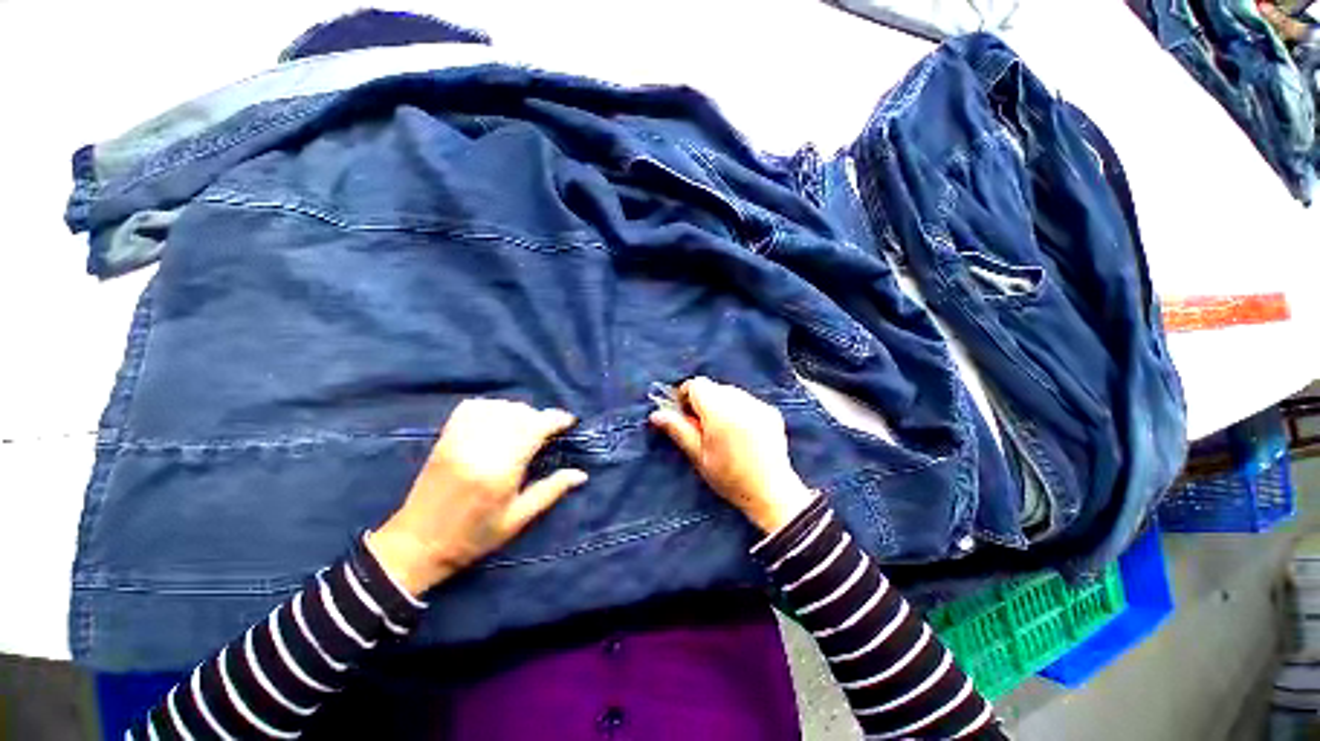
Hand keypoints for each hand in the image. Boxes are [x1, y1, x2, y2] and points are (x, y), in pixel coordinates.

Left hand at [366, 399, 587, 596]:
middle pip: (519, 414)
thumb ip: (551, 491)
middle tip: (546, 432)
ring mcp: (458, 440)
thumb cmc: (473, 537)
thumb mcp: (518, 519)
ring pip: (498, 407)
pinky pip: (472, 407)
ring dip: (518, 412)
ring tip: (524, 427)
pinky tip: (498, 420)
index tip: (569, 422)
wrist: (417, 544)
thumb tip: (581, 474)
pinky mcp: (445, 437)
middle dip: (539, 417)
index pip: (534, 429)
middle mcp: (480, 448)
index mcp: (501, 470)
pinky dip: (492, 407)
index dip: (556, 420)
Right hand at [650, 377, 813, 533]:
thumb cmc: (729, 477)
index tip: (684, 413)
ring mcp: (758, 405)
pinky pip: (747, 401)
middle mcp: (740, 401)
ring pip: (731, 392)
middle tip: (702, 426)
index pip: (697, 384)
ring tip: (723, 431)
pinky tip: (741, 432)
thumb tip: (656, 414)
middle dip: (704, 401)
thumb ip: (678, 430)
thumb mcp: (698, 456)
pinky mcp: (771, 411)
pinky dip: (739, 409)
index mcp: (719, 411)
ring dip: (722, 404)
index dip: (686, 395)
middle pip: (714, 387)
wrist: (771, 492)